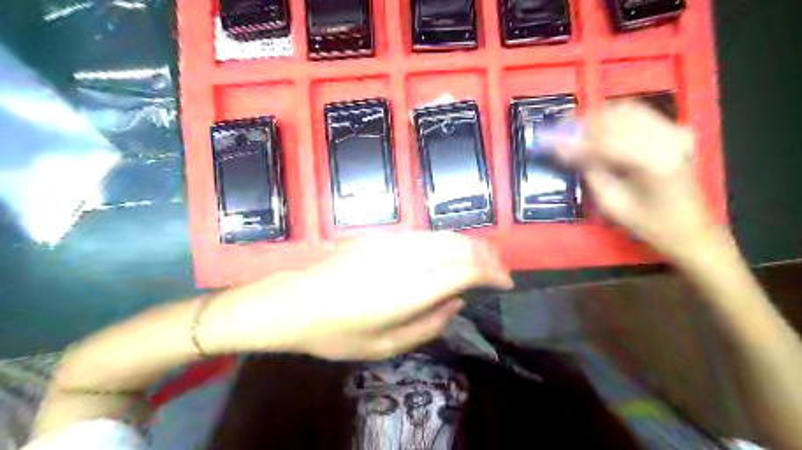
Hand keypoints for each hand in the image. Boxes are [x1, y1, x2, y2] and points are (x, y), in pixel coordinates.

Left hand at [201, 233, 512, 361]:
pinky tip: (451, 254)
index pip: (464, 269)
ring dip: (470, 246)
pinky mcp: (382, 237)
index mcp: (406, 291)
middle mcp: (404, 259)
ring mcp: (392, 243)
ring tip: (483, 261)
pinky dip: (448, 242)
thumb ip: (428, 325)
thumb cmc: (335, 332)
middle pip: (459, 246)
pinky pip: (425, 235)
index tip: (506, 283)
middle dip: (488, 257)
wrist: (293, 301)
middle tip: (501, 272)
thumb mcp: (384, 346)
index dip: (493, 273)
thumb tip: (456, 302)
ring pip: (444, 236)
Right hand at [555, 98, 717, 258]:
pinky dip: (614, 117)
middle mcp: (669, 139)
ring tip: (574, 129)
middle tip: (558, 132)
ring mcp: (675, 131)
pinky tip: (598, 129)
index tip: (549, 142)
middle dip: (583, 123)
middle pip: (616, 117)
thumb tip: (563, 150)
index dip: (574, 140)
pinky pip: (639, 113)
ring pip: (627, 109)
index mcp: (654, 162)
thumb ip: (589, 171)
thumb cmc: (650, 225)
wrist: (691, 229)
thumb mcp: (612, 203)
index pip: (605, 141)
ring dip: (597, 117)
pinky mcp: (675, 131)